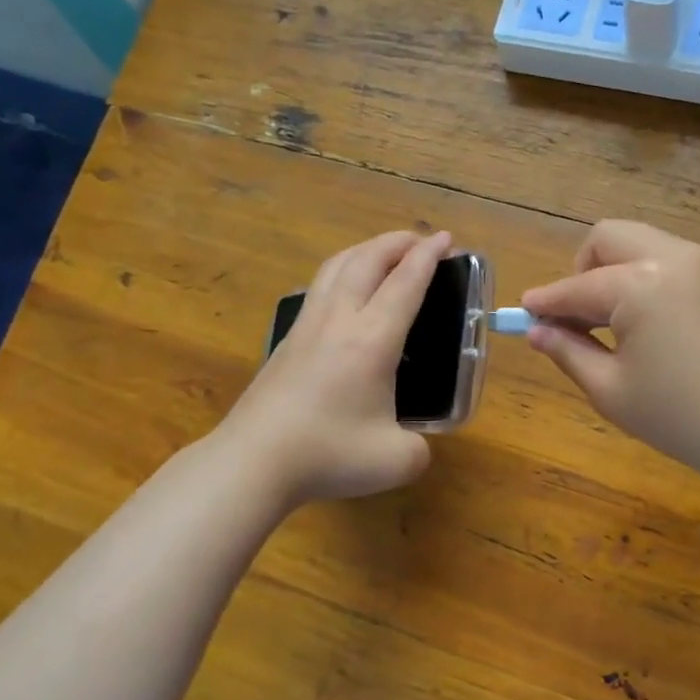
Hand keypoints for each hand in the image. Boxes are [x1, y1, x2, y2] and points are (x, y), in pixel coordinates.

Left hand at [220, 230, 448, 503]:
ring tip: (382, 253)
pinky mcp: (286, 342)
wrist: (253, 461)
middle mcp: (338, 321)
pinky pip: (318, 289)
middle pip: (366, 260)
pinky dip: (341, 274)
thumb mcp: (397, 461)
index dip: (429, 256)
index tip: (446, 238)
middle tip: (420, 240)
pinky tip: (343, 293)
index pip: (405, 283)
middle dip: (397, 242)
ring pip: (335, 267)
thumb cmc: (329, 455)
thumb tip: (412, 442)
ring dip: (365, 251)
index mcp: (372, 340)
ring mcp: (306, 328)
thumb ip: (418, 448)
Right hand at [521, 220, 699, 482]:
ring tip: (610, 325)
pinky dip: (644, 279)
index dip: (545, 303)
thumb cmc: (680, 417)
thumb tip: (538, 331)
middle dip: (581, 271)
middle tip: (577, 318)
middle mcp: (672, 256)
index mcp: (639, 283)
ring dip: (614, 272)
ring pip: (641, 244)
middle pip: (608, 238)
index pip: (576, 287)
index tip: (523, 316)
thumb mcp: (611, 390)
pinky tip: (646, 324)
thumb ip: (568, 351)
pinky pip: (668, 261)